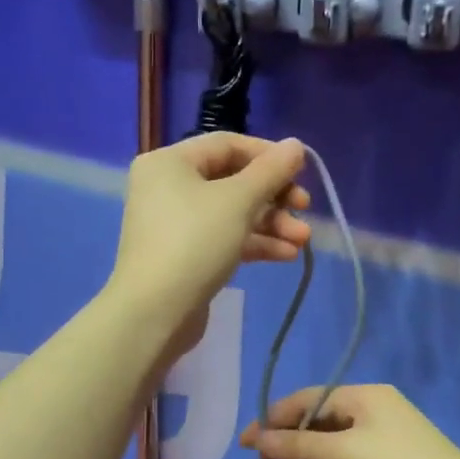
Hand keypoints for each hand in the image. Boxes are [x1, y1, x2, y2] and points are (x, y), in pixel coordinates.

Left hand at [108, 133, 311, 353]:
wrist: (154, 313)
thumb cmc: (194, 243)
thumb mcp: (238, 201)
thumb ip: (270, 171)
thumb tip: (295, 145)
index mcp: (169, 163)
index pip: (227, 145)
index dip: (268, 155)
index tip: (301, 172)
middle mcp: (168, 187)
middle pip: (232, 181)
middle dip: (274, 197)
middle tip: (305, 209)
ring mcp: (175, 224)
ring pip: (232, 213)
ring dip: (271, 224)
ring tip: (302, 241)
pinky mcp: (185, 256)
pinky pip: (224, 239)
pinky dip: (254, 243)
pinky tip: (286, 255)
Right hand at [239, 385, 459, 458]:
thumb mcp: (345, 454)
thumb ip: (298, 445)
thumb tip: (258, 437)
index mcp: (362, 398)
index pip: (306, 400)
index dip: (273, 420)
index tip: (246, 446)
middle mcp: (366, 418)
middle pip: (312, 429)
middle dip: (290, 454)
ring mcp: (373, 449)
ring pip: (323, 458)